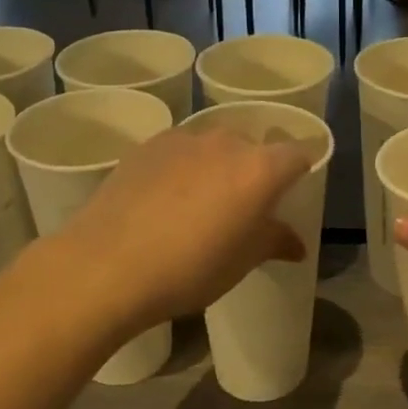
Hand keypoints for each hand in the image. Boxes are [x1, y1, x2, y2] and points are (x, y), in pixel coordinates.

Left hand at [48, 125, 313, 335]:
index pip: (298, 154)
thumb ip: (274, 242)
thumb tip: (296, 243)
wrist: (107, 265)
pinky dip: (182, 167)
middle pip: (254, 147)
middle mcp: (226, 142)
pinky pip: (179, 151)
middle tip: (242, 207)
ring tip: (199, 203)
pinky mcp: (146, 145)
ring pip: (213, 146)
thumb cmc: (190, 269)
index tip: (291, 193)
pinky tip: (163, 199)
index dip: (300, 171)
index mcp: (260, 169)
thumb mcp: (242, 262)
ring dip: (217, 167)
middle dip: (255, 171)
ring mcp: (183, 139)